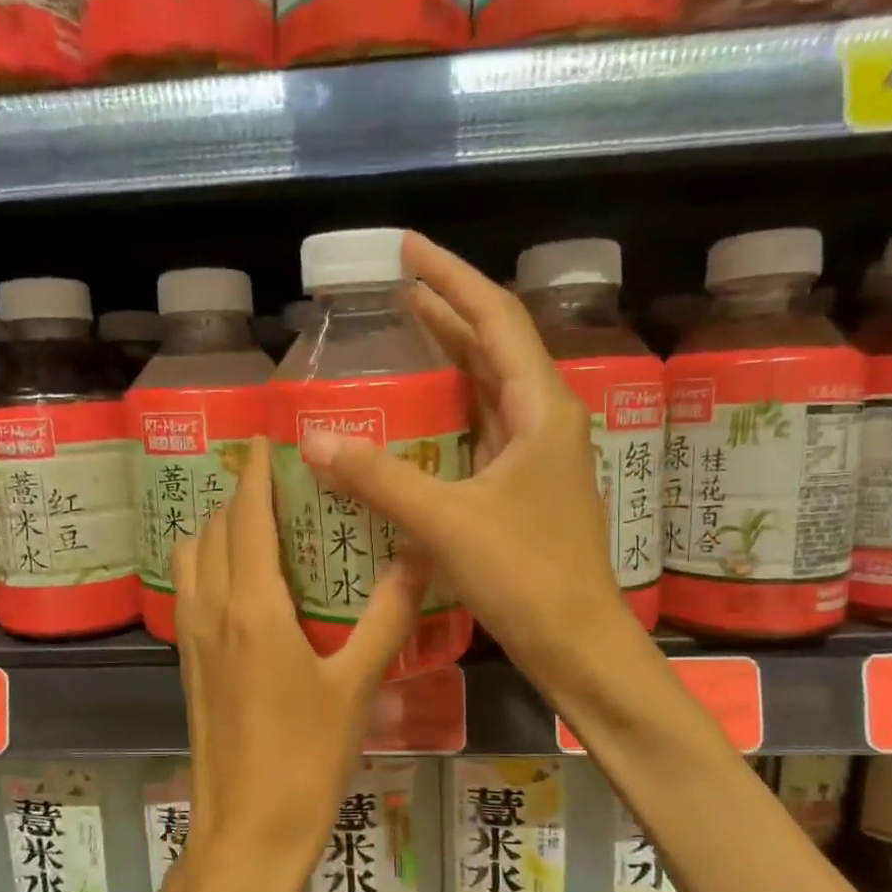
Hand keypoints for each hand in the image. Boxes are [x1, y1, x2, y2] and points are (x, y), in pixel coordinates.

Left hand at [171, 437, 432, 891]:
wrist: (247, 832)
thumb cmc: (307, 758)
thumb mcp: (358, 685)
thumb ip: (390, 615)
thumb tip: (421, 555)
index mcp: (252, 606)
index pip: (245, 516)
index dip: (254, 472)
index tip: (268, 440)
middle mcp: (211, 609)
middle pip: (212, 528)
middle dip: (239, 496)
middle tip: (283, 485)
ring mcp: (192, 637)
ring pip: (192, 557)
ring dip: (218, 529)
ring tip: (264, 526)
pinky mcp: (189, 663)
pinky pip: (190, 589)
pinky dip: (210, 563)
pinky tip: (249, 581)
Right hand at [297, 231, 637, 694]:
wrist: (576, 643)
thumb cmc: (526, 576)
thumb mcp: (446, 522)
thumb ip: (380, 478)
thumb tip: (315, 439)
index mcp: (541, 408)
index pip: (495, 318)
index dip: (450, 277)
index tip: (407, 248)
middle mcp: (544, 419)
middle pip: (493, 345)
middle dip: (447, 310)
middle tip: (394, 287)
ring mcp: (536, 455)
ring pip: (488, 388)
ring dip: (450, 356)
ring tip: (403, 330)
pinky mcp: (522, 487)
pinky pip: (481, 429)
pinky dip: (449, 409)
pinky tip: (419, 410)